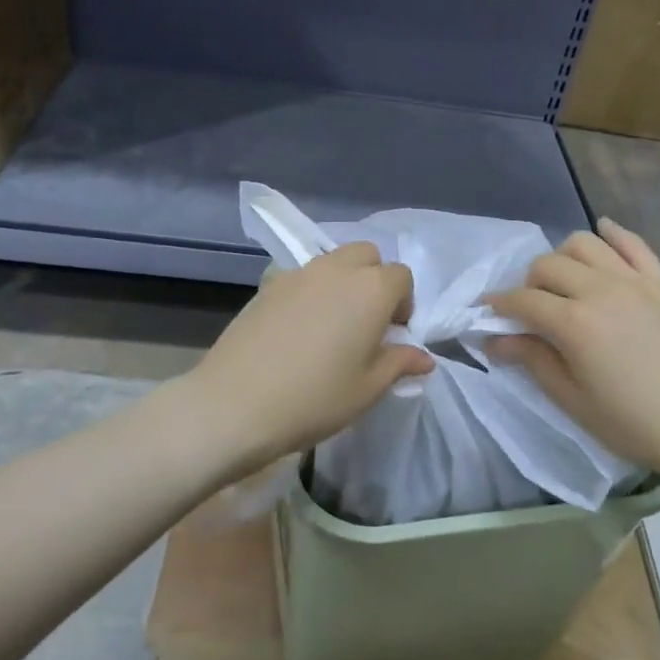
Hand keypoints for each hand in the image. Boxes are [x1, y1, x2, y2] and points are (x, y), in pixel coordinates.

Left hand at [181, 242, 433, 477]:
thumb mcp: (368, 388)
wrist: (236, 403)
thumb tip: (422, 357)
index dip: (404, 303)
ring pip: (332, 261)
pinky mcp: (267, 285)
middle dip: (374, 279)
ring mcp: (298, 273)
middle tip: (366, 322)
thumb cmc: (315, 398)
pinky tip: (298, 330)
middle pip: (367, 256)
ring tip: (332, 325)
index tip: (393, 335)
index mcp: (371, 289)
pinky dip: (311, 291)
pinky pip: (301, 277)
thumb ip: (398, 364)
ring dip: (343, 282)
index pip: (401, 276)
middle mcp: (337, 269)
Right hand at [487, 219, 659, 481]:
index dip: (499, 305)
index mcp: (574, 323)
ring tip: (564, 281)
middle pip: (548, 265)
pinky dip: (613, 234)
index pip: (522, 300)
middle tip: (530, 309)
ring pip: (584, 243)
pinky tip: (603, 233)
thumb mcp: (571, 398)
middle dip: (528, 284)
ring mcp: (634, 281)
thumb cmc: (630, 422)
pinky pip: (633, 243)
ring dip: (564, 257)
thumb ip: (531, 359)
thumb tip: (493, 339)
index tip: (487, 312)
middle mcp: (600, 290)